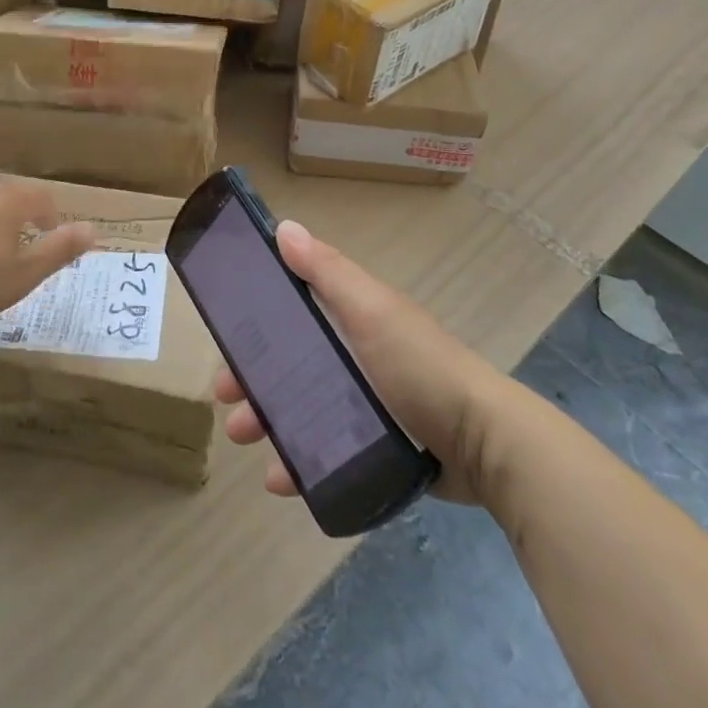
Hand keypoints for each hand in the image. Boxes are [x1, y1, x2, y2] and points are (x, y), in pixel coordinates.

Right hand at [216, 220, 508, 505]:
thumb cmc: (419, 366)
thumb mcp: (370, 310)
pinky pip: (324, 452)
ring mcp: (364, 404)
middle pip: (289, 363)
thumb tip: (284, 227)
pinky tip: (280, 480)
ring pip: (300, 409)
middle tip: (226, 400)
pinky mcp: (374, 449)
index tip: (224, 341)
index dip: (255, 323)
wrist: (483, 444)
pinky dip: (298, 463)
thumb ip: (327, 272)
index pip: (291, 311)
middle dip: (252, 379)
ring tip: (245, 440)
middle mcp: (354, 356)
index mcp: (351, 318)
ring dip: (266, 421)